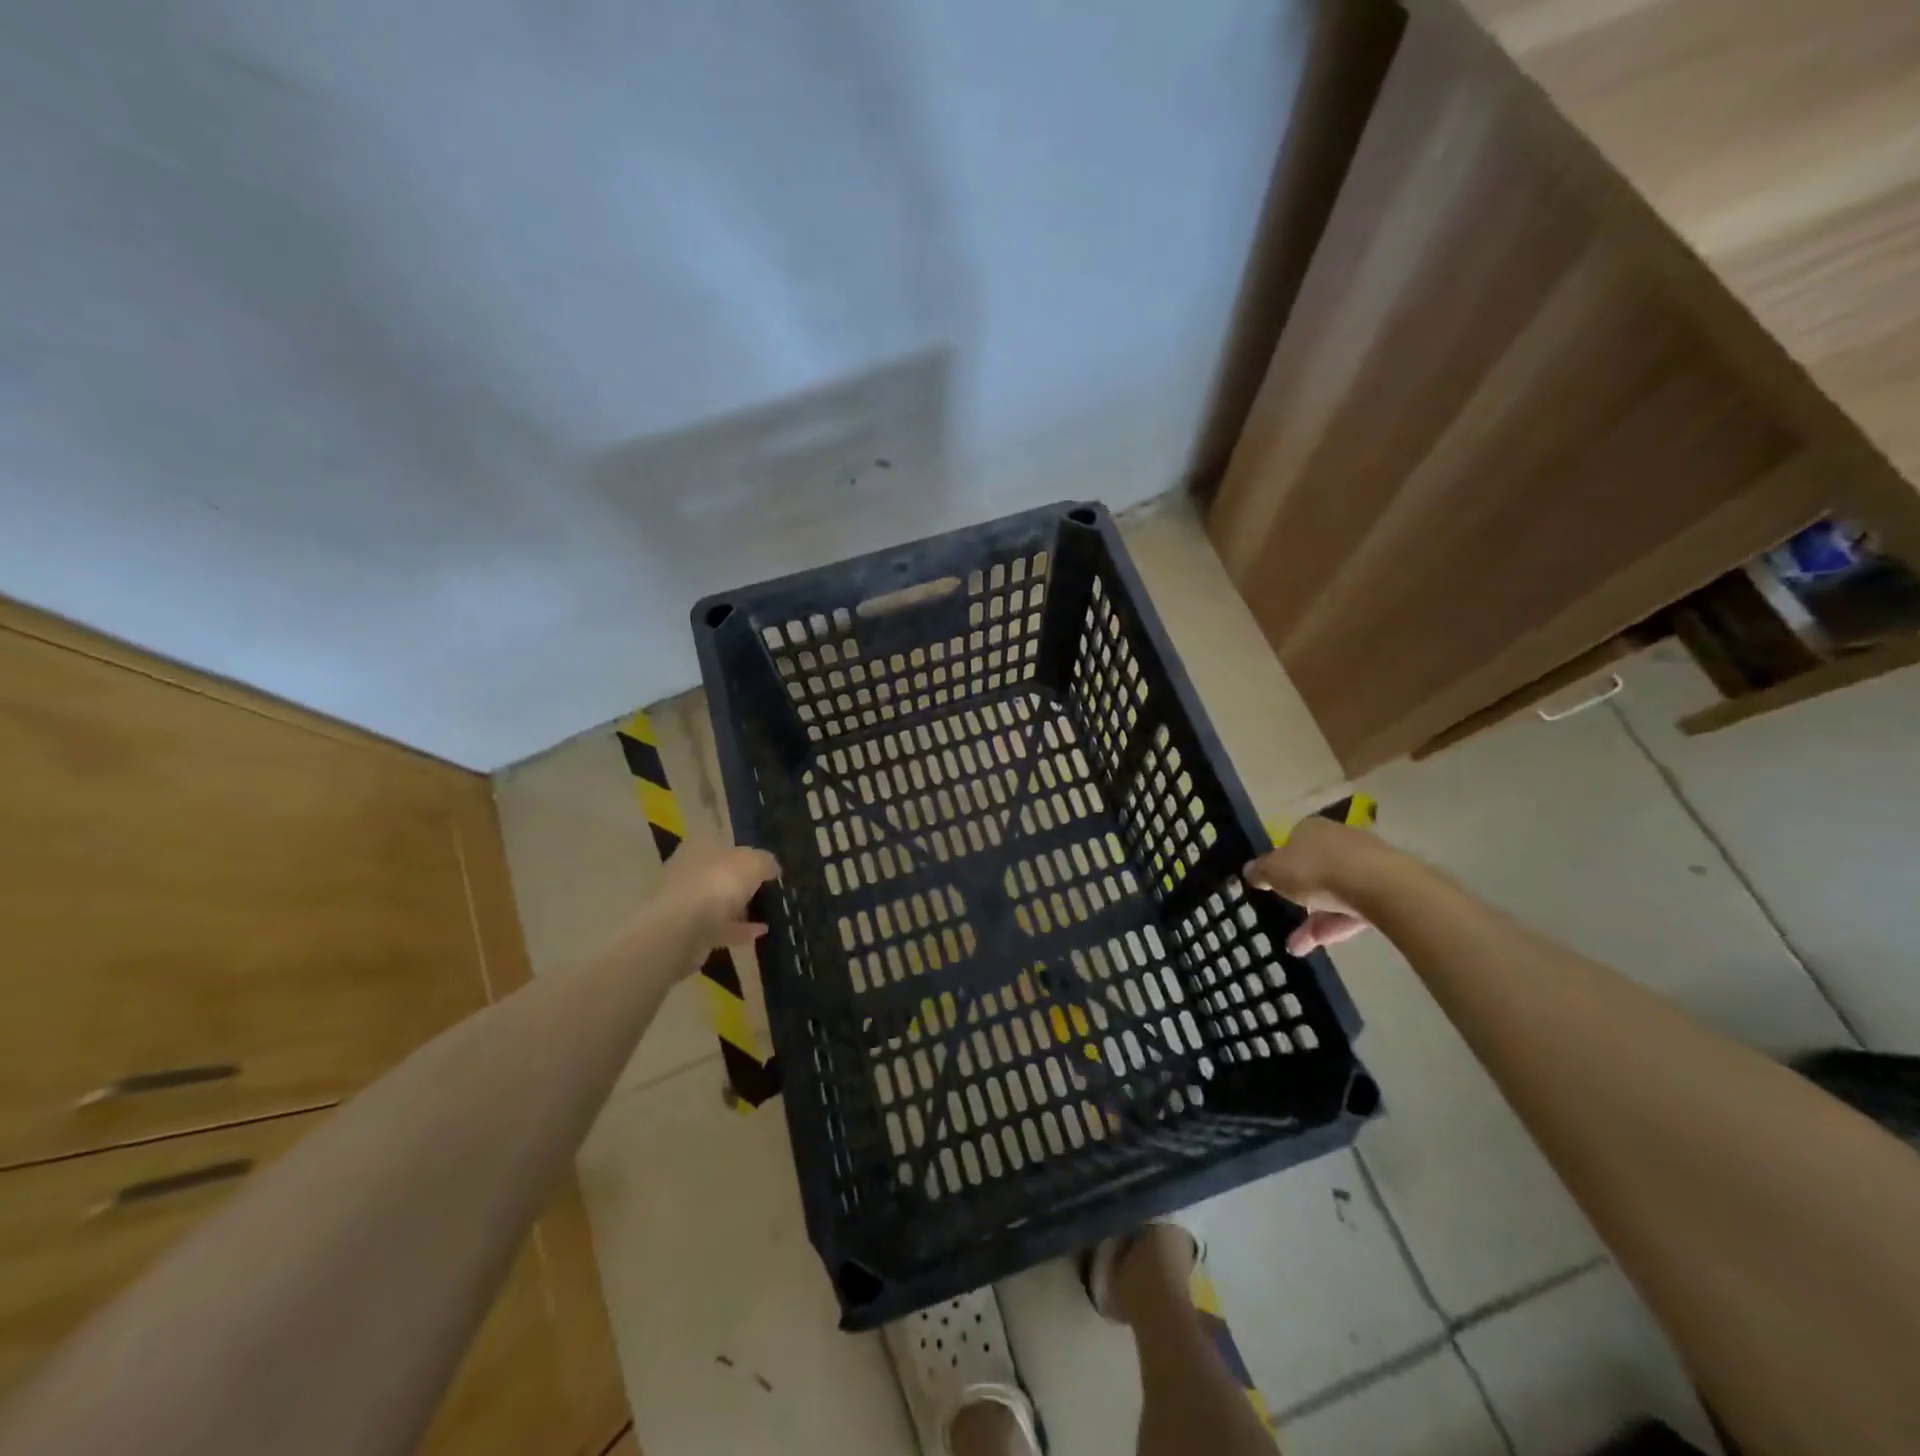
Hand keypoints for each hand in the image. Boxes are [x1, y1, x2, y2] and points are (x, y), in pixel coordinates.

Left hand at [654, 842, 779, 949]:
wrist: (679, 930)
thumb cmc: (717, 883)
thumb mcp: (754, 863)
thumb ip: (766, 862)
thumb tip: (771, 868)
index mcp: (700, 844)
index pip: (723, 841)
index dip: (745, 850)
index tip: (765, 863)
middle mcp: (689, 868)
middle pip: (720, 871)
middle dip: (741, 880)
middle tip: (768, 888)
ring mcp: (685, 900)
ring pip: (718, 900)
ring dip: (740, 907)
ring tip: (769, 912)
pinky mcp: (687, 930)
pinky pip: (719, 926)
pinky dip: (739, 929)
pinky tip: (761, 932)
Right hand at [1244, 816, 1380, 955]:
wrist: (1379, 886)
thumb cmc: (1317, 870)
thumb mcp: (1274, 872)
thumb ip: (1259, 871)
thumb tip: (1249, 870)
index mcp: (1311, 829)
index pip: (1292, 842)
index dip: (1281, 863)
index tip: (1275, 884)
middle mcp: (1339, 839)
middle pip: (1315, 868)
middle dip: (1301, 897)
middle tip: (1287, 916)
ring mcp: (1366, 863)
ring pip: (1336, 892)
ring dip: (1316, 919)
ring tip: (1297, 946)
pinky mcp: (1387, 888)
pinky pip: (1355, 907)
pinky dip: (1337, 925)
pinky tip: (1321, 944)